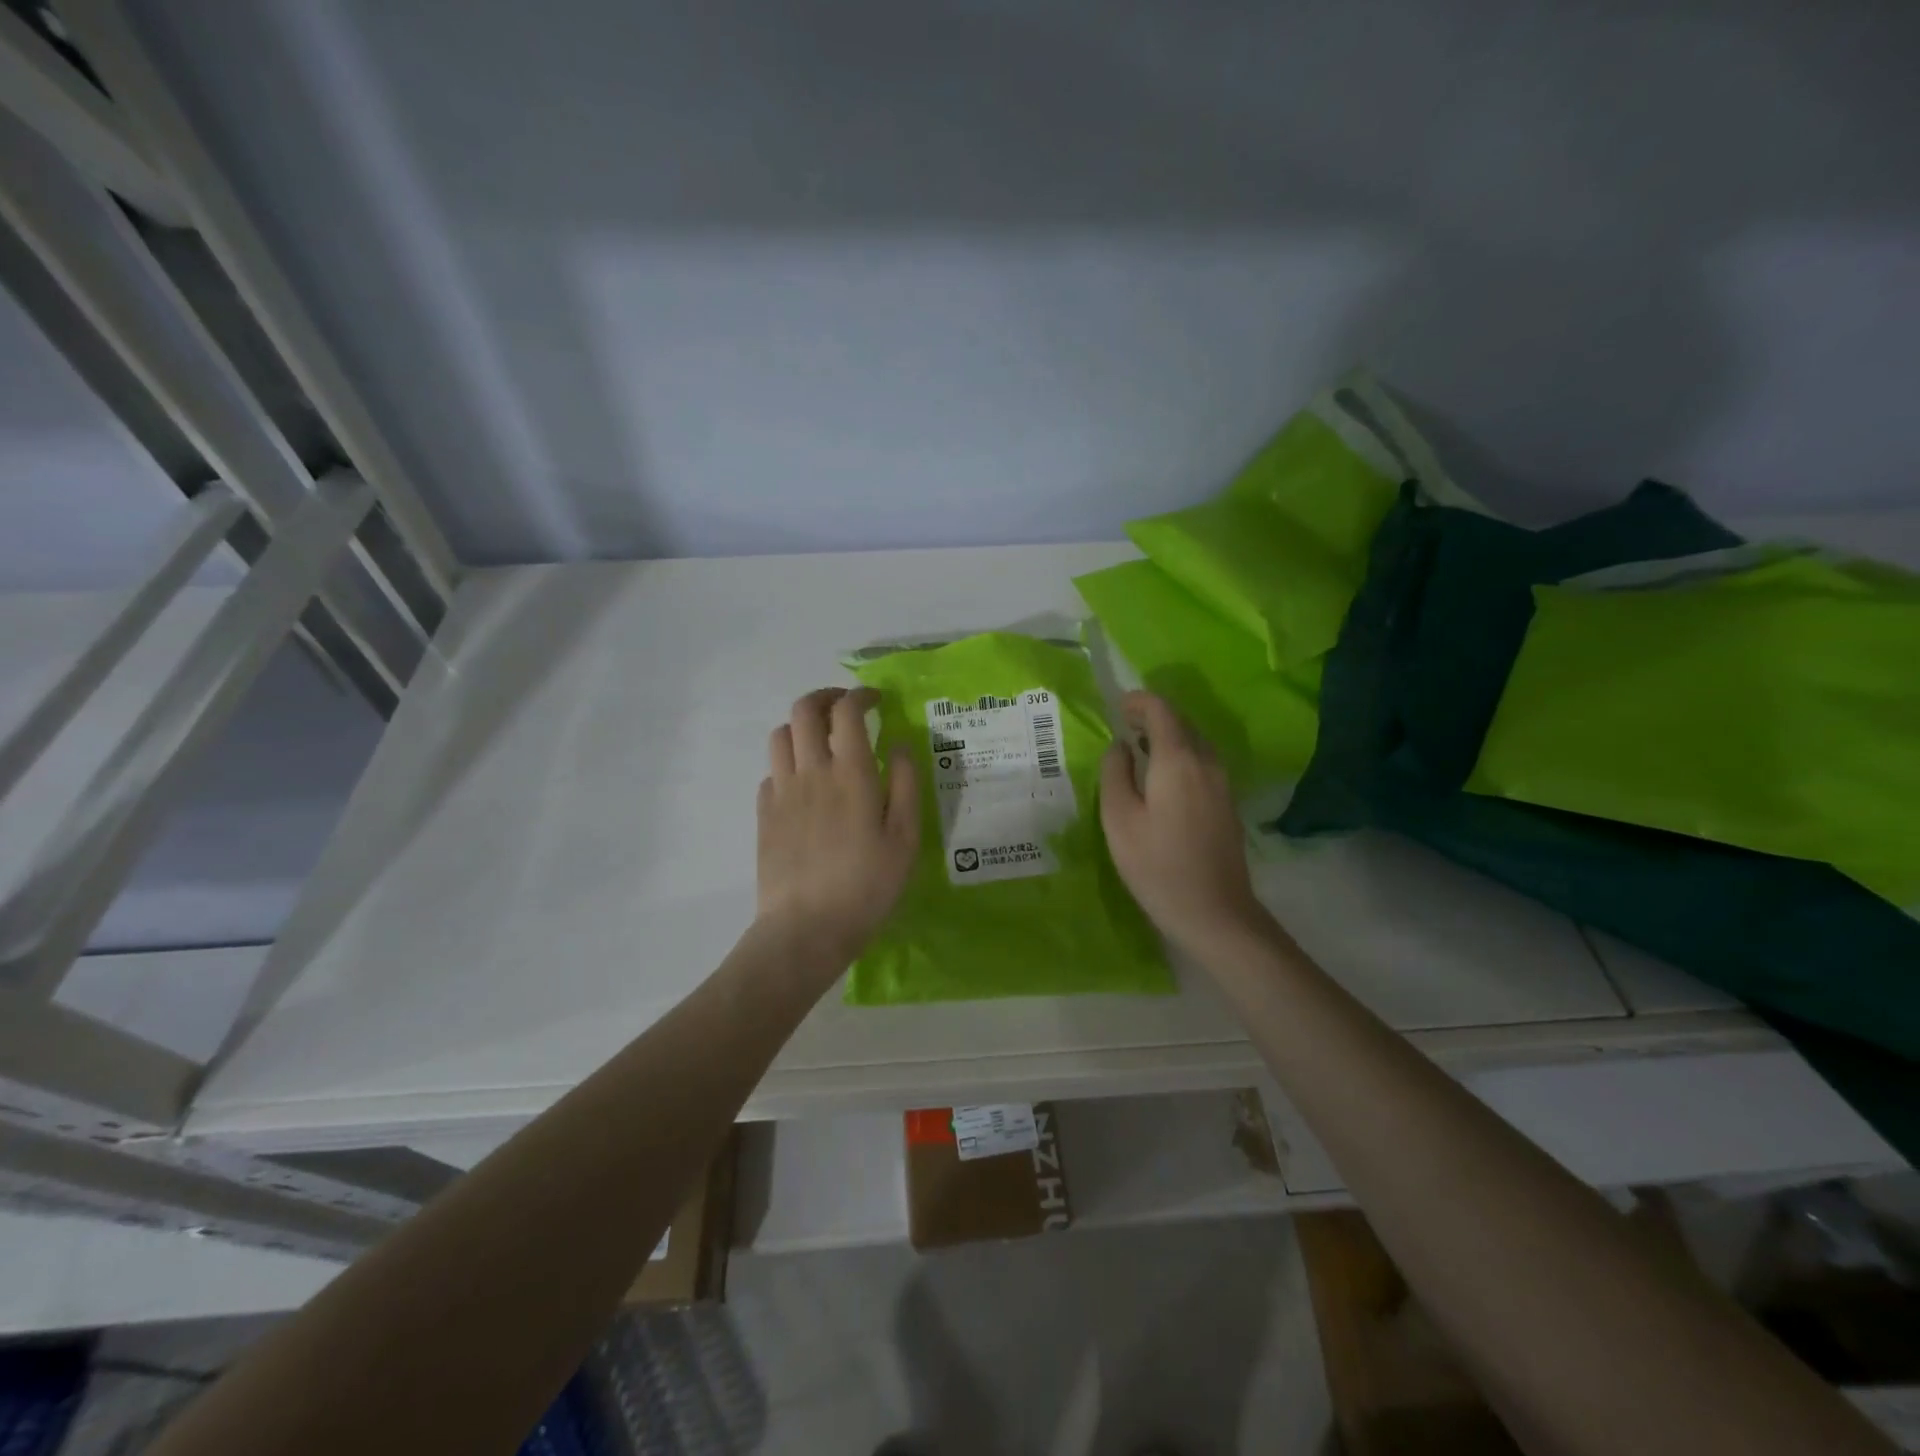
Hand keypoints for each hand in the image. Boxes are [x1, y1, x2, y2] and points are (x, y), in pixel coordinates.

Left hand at [757, 688, 919, 967]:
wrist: (806, 928)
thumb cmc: (867, 885)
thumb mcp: (905, 838)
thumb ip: (905, 784)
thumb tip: (898, 744)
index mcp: (851, 773)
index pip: (846, 711)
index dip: (860, 695)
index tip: (875, 700)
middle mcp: (811, 771)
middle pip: (803, 710)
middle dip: (825, 697)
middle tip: (845, 708)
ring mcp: (782, 791)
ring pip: (780, 735)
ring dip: (801, 726)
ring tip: (821, 741)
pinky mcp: (764, 814)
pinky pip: (771, 771)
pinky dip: (788, 763)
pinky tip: (804, 784)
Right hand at [1100, 691, 1267, 953]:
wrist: (1215, 913)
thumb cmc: (1157, 865)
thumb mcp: (1119, 819)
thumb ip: (1115, 773)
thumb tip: (1120, 746)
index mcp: (1178, 760)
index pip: (1161, 710)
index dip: (1138, 701)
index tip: (1117, 707)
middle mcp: (1207, 762)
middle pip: (1182, 722)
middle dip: (1153, 716)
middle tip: (1123, 725)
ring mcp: (1223, 783)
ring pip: (1195, 742)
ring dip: (1168, 736)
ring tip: (1139, 749)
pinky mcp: (1228, 803)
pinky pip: (1202, 763)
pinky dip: (1180, 756)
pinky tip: (1162, 779)